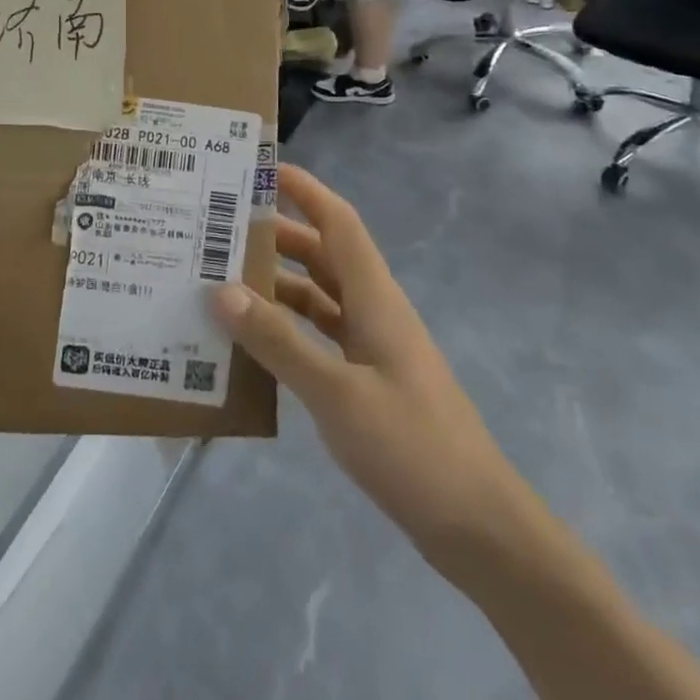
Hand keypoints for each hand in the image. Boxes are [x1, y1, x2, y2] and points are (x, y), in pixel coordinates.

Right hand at [209, 166, 519, 572]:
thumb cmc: (413, 448)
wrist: (480, 529)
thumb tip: (221, 291)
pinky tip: (252, 344)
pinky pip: (319, 338)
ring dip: (276, 286)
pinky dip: (287, 331)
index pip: (338, 222)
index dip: (304, 190)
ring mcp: (373, 348)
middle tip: (219, 231)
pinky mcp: (368, 381)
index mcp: (375, 298)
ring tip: (221, 283)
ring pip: (318, 298)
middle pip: (322, 256)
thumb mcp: (337, 394)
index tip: (261, 170)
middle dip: (275, 237)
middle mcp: (373, 311)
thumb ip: (278, 342)